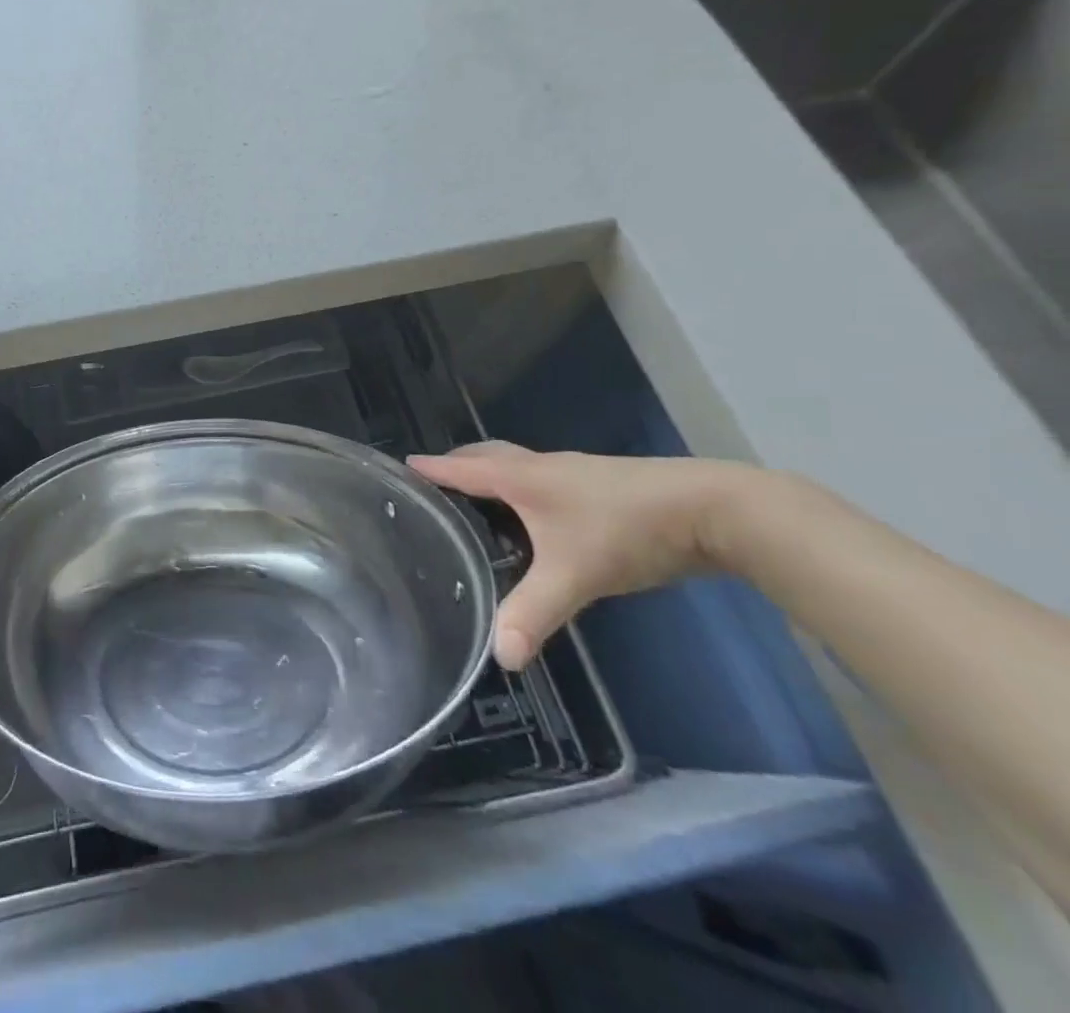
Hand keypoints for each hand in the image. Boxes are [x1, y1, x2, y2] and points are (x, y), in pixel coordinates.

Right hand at [409, 444, 748, 671]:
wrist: (714, 510)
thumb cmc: (627, 530)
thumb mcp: (575, 576)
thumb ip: (534, 613)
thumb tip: (499, 658)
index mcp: (521, 477)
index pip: (460, 467)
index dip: (429, 468)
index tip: (399, 468)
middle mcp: (540, 465)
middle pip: (485, 455)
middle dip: (456, 465)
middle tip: (434, 487)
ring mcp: (572, 472)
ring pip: (516, 465)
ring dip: (489, 475)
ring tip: (474, 504)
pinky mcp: (599, 485)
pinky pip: (541, 479)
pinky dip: (520, 488)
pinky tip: (533, 519)